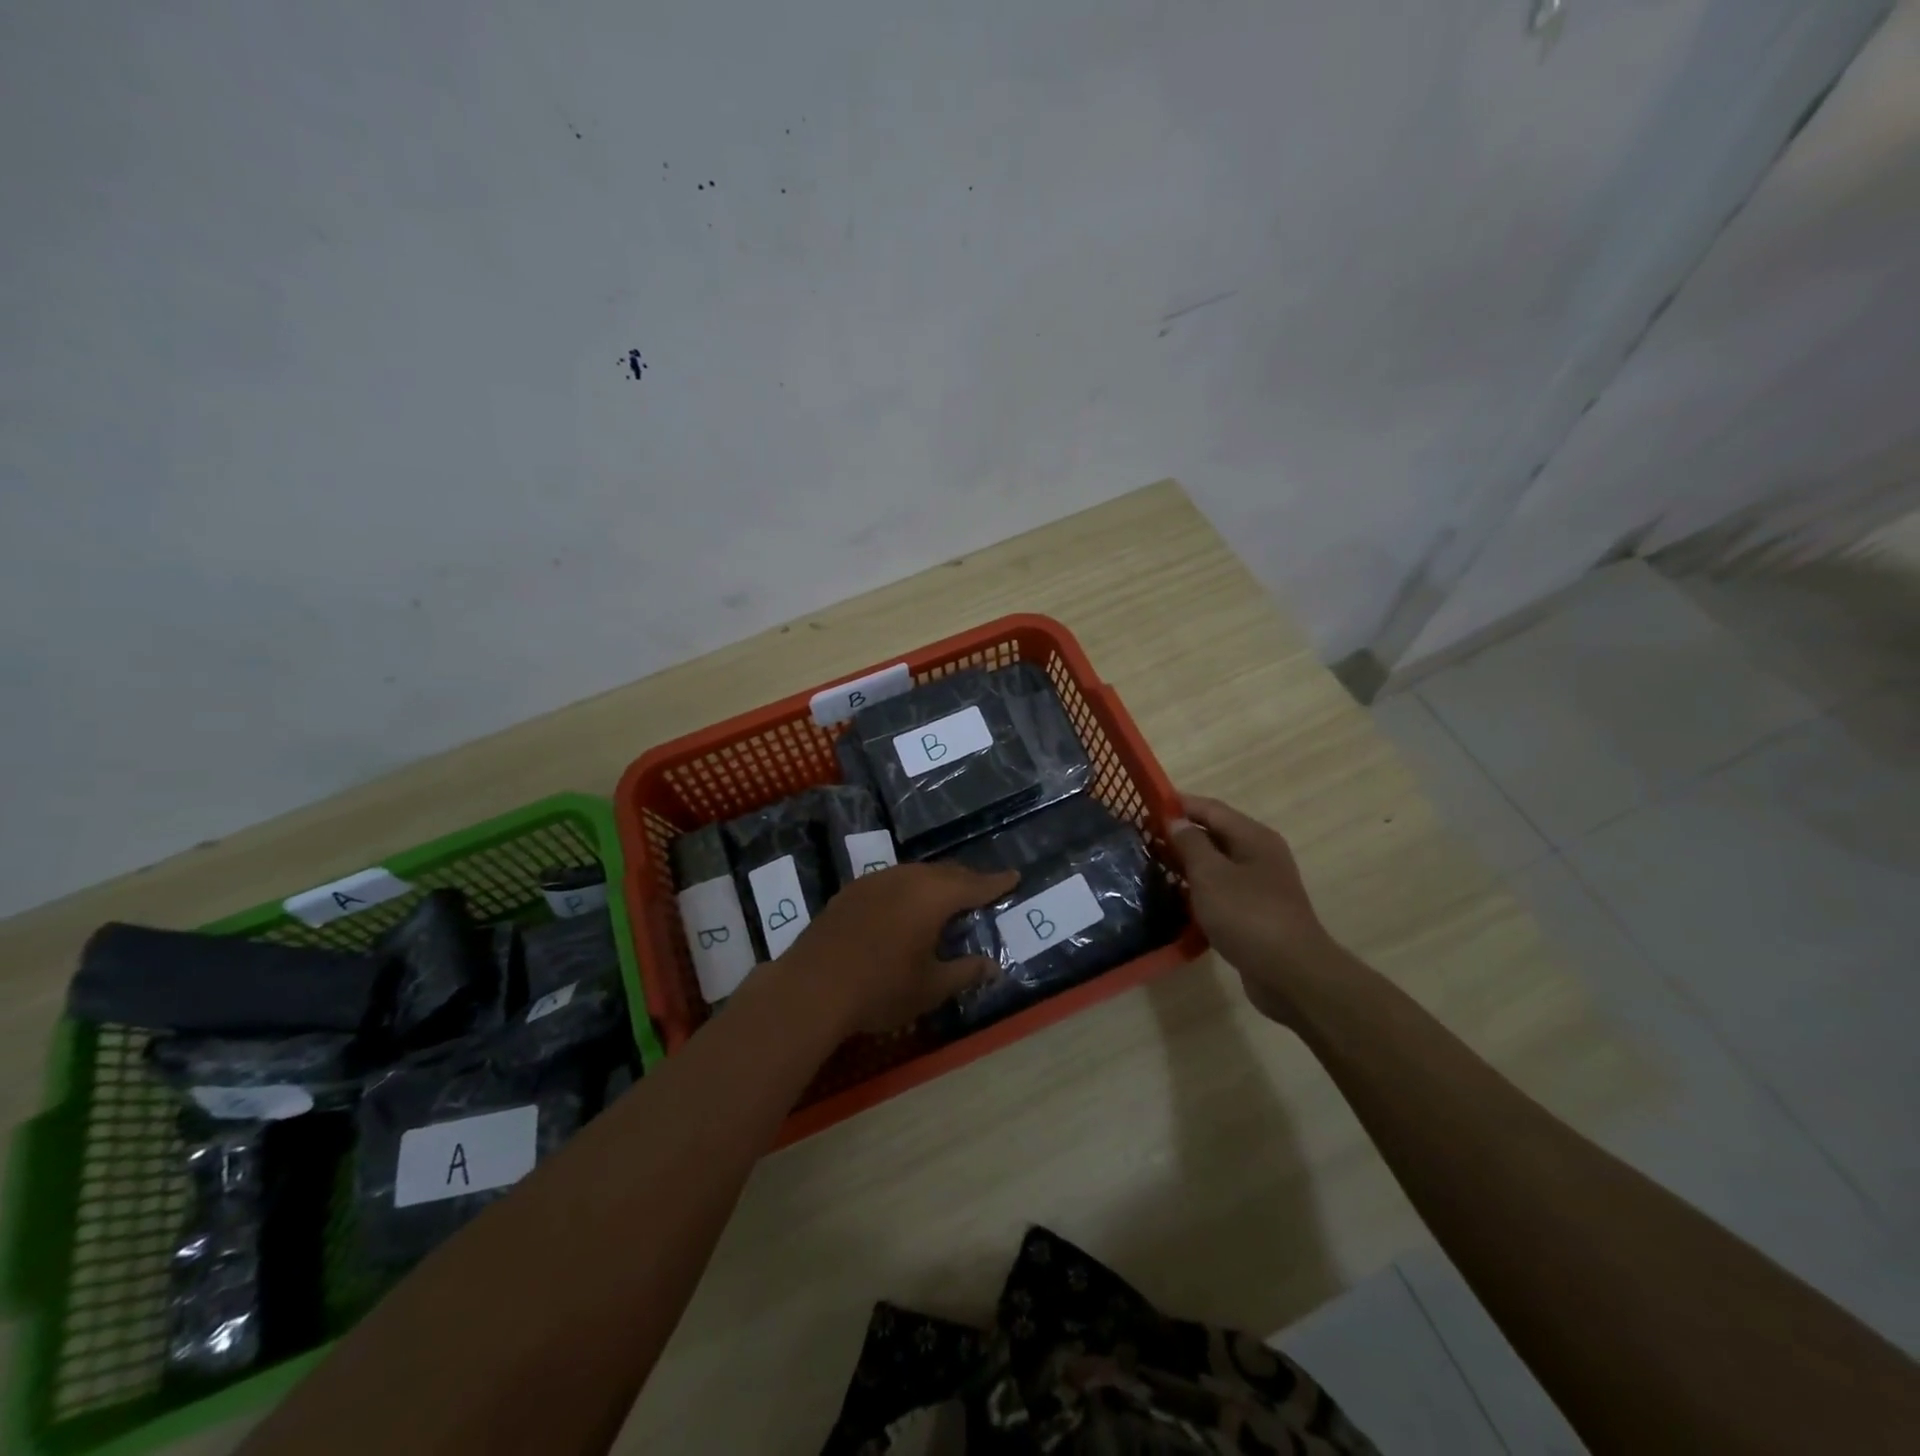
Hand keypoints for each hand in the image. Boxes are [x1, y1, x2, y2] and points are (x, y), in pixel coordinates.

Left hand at [781, 862, 1017, 1035]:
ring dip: (935, 883)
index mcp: (933, 896)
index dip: (996, 883)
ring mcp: (875, 881)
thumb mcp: (931, 987)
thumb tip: (994, 966)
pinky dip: (908, 889)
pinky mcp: (850, 891)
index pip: (974, 885)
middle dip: (967, 880)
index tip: (1014, 876)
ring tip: (945, 898)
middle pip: (945, 873)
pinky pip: (891, 881)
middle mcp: (906, 878)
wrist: (811, 987)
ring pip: (916, 874)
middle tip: (982, 889)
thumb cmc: (881, 988)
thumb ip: (965, 972)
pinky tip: (903, 907)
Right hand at [1169, 793, 1338, 1027]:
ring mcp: (1260, 886)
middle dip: (1180, 834)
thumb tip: (1177, 821)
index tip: (1146, 807)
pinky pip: (1221, 890)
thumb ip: (1191, 844)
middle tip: (1143, 838)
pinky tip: (1176, 897)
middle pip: (1215, 834)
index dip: (1179, 805)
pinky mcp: (1255, 913)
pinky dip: (1198, 889)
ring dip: (1187, 863)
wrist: (1290, 974)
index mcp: (1253, 838)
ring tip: (1152, 865)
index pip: (1211, 809)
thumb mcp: (1211, 875)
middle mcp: (1259, 855)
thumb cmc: (1248, 915)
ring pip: (1217, 864)